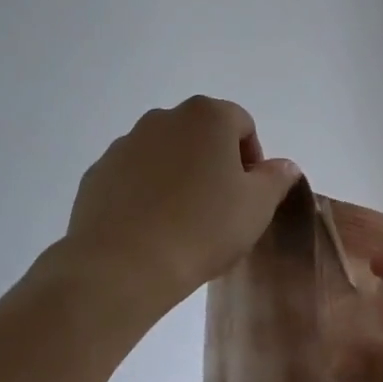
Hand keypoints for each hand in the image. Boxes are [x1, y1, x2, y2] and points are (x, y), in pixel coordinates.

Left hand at [57, 95, 300, 329]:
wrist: (123, 265)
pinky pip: (133, 175)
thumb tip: (283, 165)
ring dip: (178, 175)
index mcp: (206, 116)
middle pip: (200, 133)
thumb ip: (275, 178)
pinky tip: (150, 227)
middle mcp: (163, 118)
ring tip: (182, 220)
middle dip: (214, 162)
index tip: (249, 194)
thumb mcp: (256, 206)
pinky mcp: (98, 172)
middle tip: (220, 206)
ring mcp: (125, 144)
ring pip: (164, 153)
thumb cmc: (202, 228)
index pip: (242, 124)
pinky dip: (145, 191)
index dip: (252, 158)